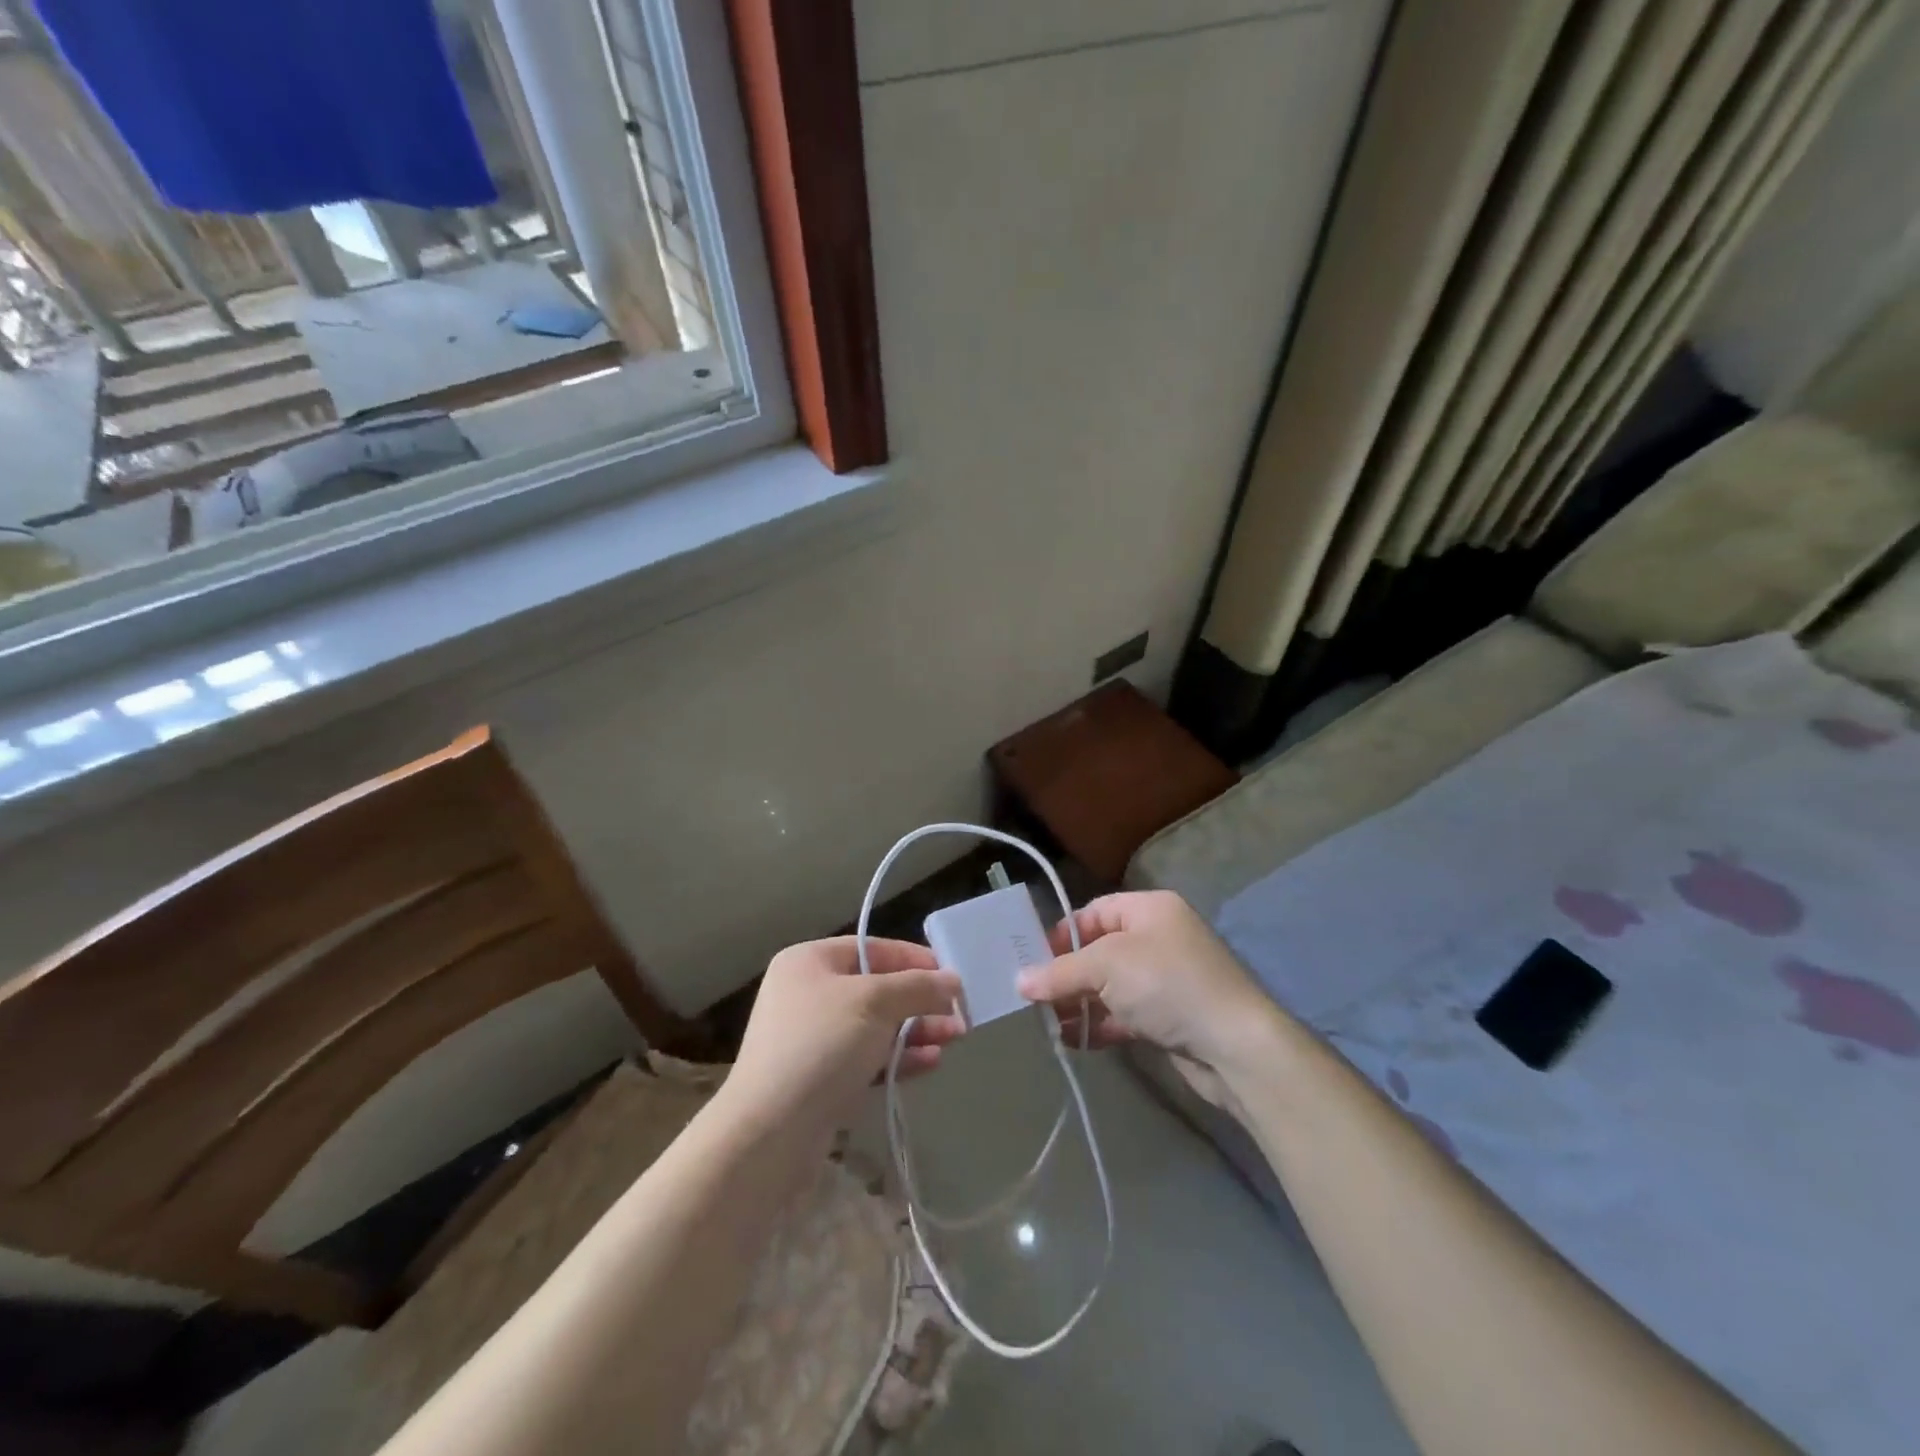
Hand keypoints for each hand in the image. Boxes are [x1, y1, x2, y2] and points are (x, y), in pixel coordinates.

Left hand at [727, 937, 964, 1135]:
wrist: (770, 1133)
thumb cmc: (821, 1046)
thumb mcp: (875, 1003)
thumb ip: (917, 987)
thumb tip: (952, 980)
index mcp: (809, 961)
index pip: (871, 948)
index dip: (914, 959)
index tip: (952, 974)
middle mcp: (808, 993)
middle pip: (877, 988)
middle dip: (920, 1000)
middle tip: (959, 1013)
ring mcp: (812, 1038)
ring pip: (876, 1025)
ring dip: (916, 1030)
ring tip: (955, 1038)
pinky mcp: (820, 1078)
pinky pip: (867, 1057)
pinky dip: (899, 1057)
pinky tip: (931, 1063)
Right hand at [1017, 890, 1280, 1110]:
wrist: (1235, 1046)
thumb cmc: (1167, 985)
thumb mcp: (1107, 967)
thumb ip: (1061, 972)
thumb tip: (1020, 981)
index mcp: (1149, 909)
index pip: (1094, 912)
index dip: (1061, 934)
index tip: (1033, 960)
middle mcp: (1158, 938)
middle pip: (1099, 951)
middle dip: (1067, 975)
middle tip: (1034, 997)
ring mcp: (1165, 980)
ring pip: (1109, 987)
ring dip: (1080, 1004)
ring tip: (1049, 1024)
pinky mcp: (1169, 1018)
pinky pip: (1124, 1014)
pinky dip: (1100, 1025)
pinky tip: (1075, 1041)